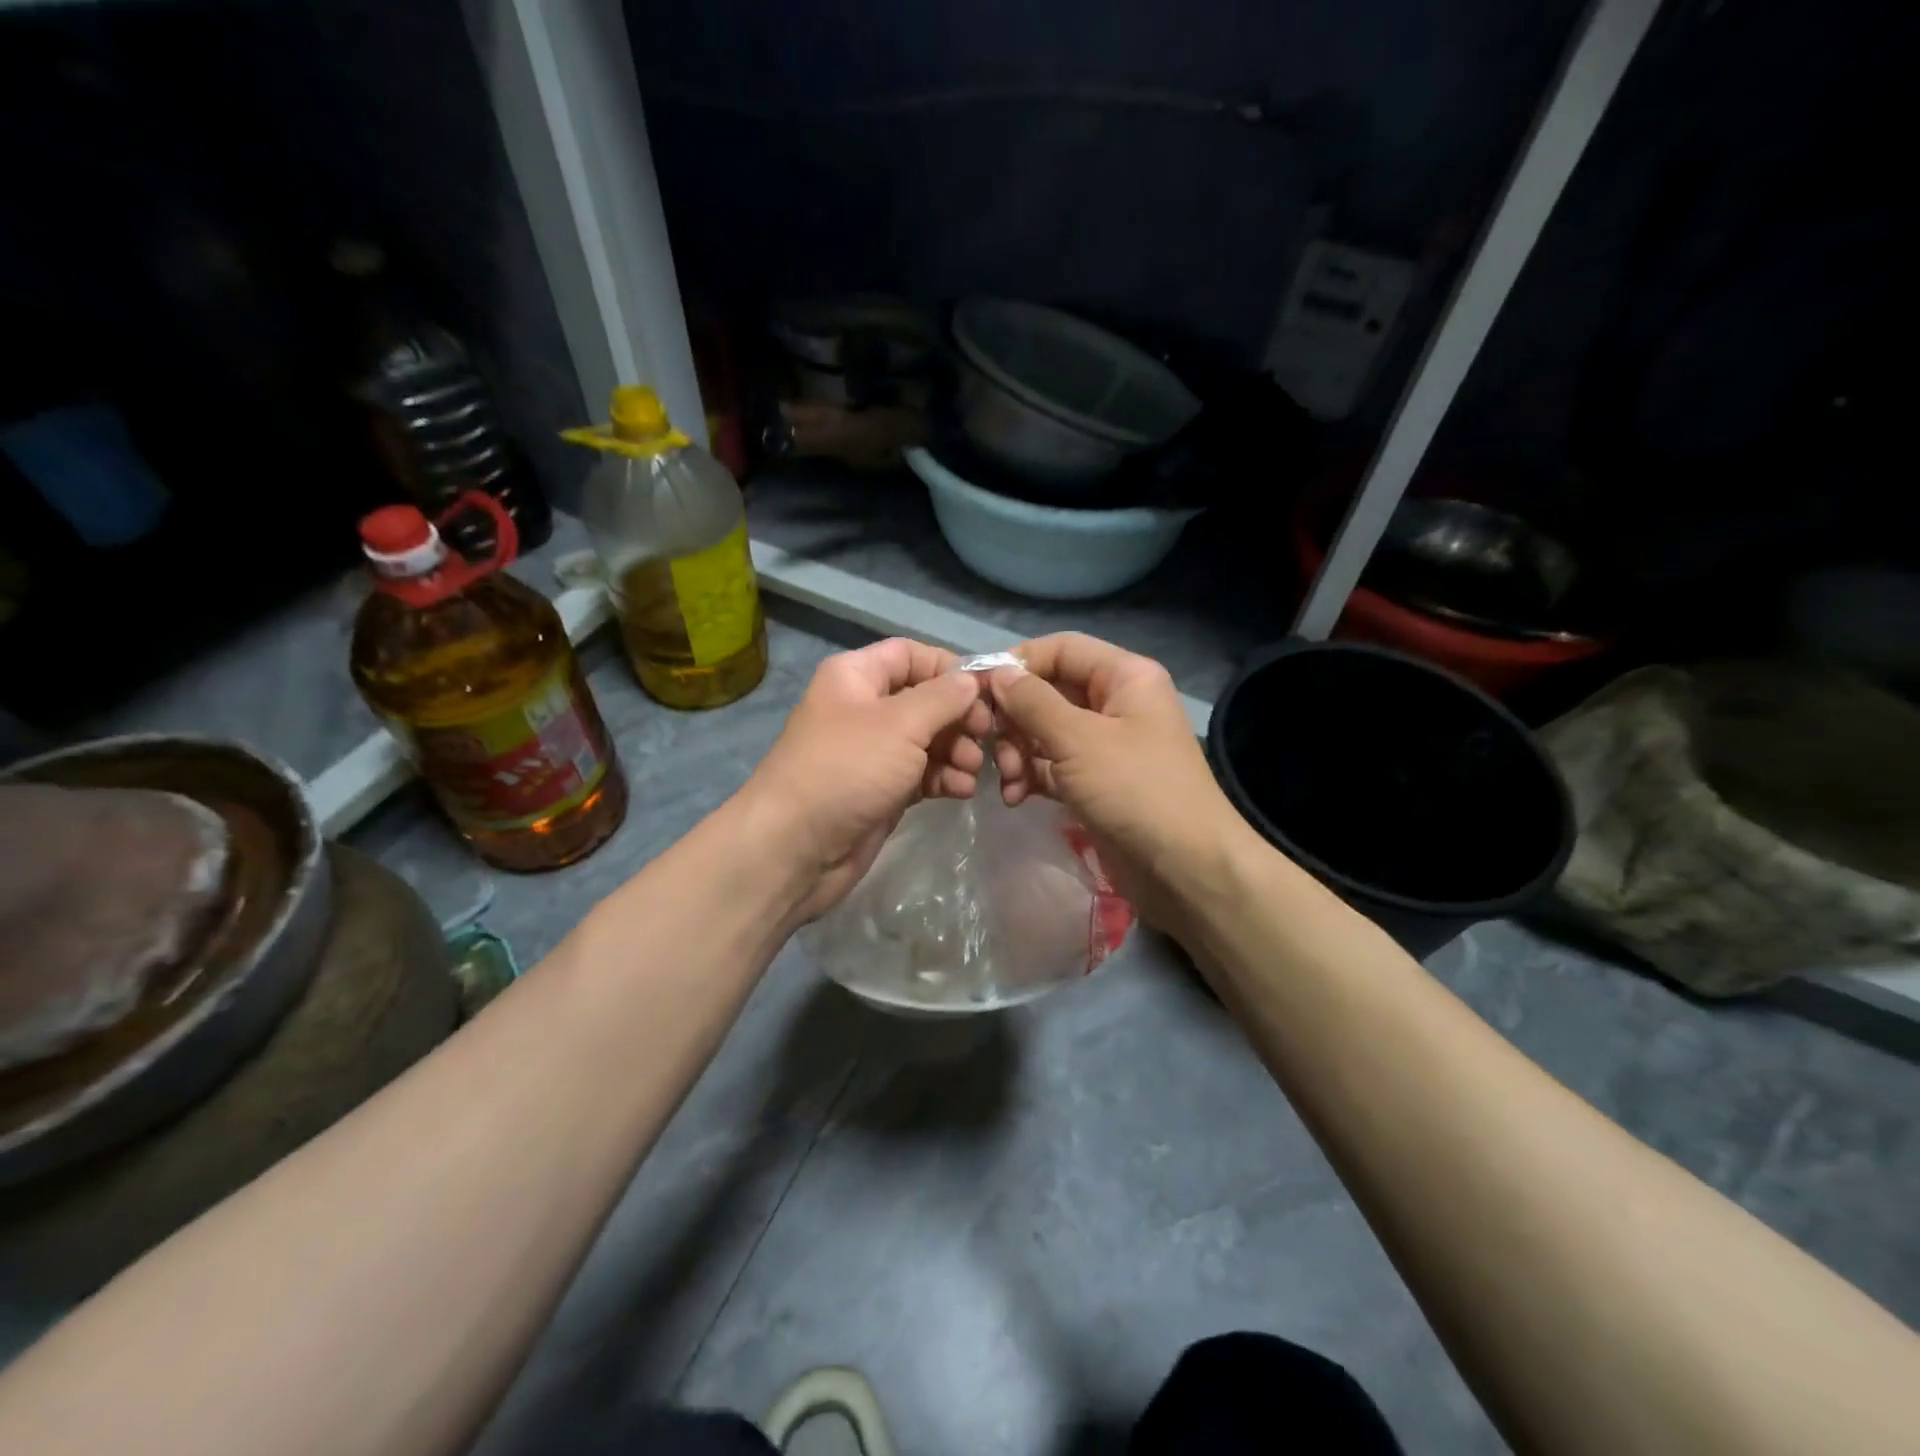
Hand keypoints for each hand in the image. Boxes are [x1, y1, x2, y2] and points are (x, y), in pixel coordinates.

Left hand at [744, 638, 992, 921]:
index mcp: (856, 676)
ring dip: (958, 751)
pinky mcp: (883, 790)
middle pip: (926, 699)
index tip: (987, 691)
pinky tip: (962, 791)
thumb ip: (944, 697)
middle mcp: (865, 708)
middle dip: (960, 717)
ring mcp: (874, 752)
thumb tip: (972, 680)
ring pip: (929, 740)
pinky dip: (945, 778)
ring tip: (972, 769)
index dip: (949, 669)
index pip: (911, 655)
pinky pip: (923, 774)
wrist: (797, 847)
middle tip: (986, 737)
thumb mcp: (901, 723)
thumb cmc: (848, 769)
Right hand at [988, 633, 1248, 936]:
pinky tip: (1015, 798)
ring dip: (1018, 753)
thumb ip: (1032, 702)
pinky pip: (1052, 766)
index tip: (979, 690)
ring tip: (1009, 781)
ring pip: (1045, 732)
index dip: (1019, 664)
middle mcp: (1115, 704)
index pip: (1061, 649)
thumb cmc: (1136, 790)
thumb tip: (997, 672)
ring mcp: (1105, 746)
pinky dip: (1031, 777)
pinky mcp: (1095, 782)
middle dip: (1015, 720)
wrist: (1184, 869)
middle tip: (993, 749)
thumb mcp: (1078, 740)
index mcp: (1125, 677)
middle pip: (1048, 692)